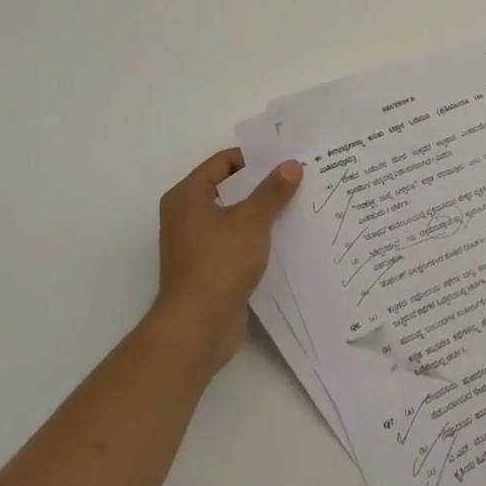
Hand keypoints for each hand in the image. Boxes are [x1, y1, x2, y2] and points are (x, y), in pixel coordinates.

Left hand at [151, 149, 302, 373]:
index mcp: (187, 196)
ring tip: (298, 204)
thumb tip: (292, 165)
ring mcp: (196, 244)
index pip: (222, 162)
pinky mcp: (209, 268)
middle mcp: (186, 216)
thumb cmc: (219, 262)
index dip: (254, 158)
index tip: (285, 158)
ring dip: (262, 212)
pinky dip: (258, 237)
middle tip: (297, 179)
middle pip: (229, 189)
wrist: (198, 327)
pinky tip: (286, 237)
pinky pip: (237, 242)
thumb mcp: (252, 221)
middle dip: (262, 185)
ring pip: (235, 217)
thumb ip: (273, 191)